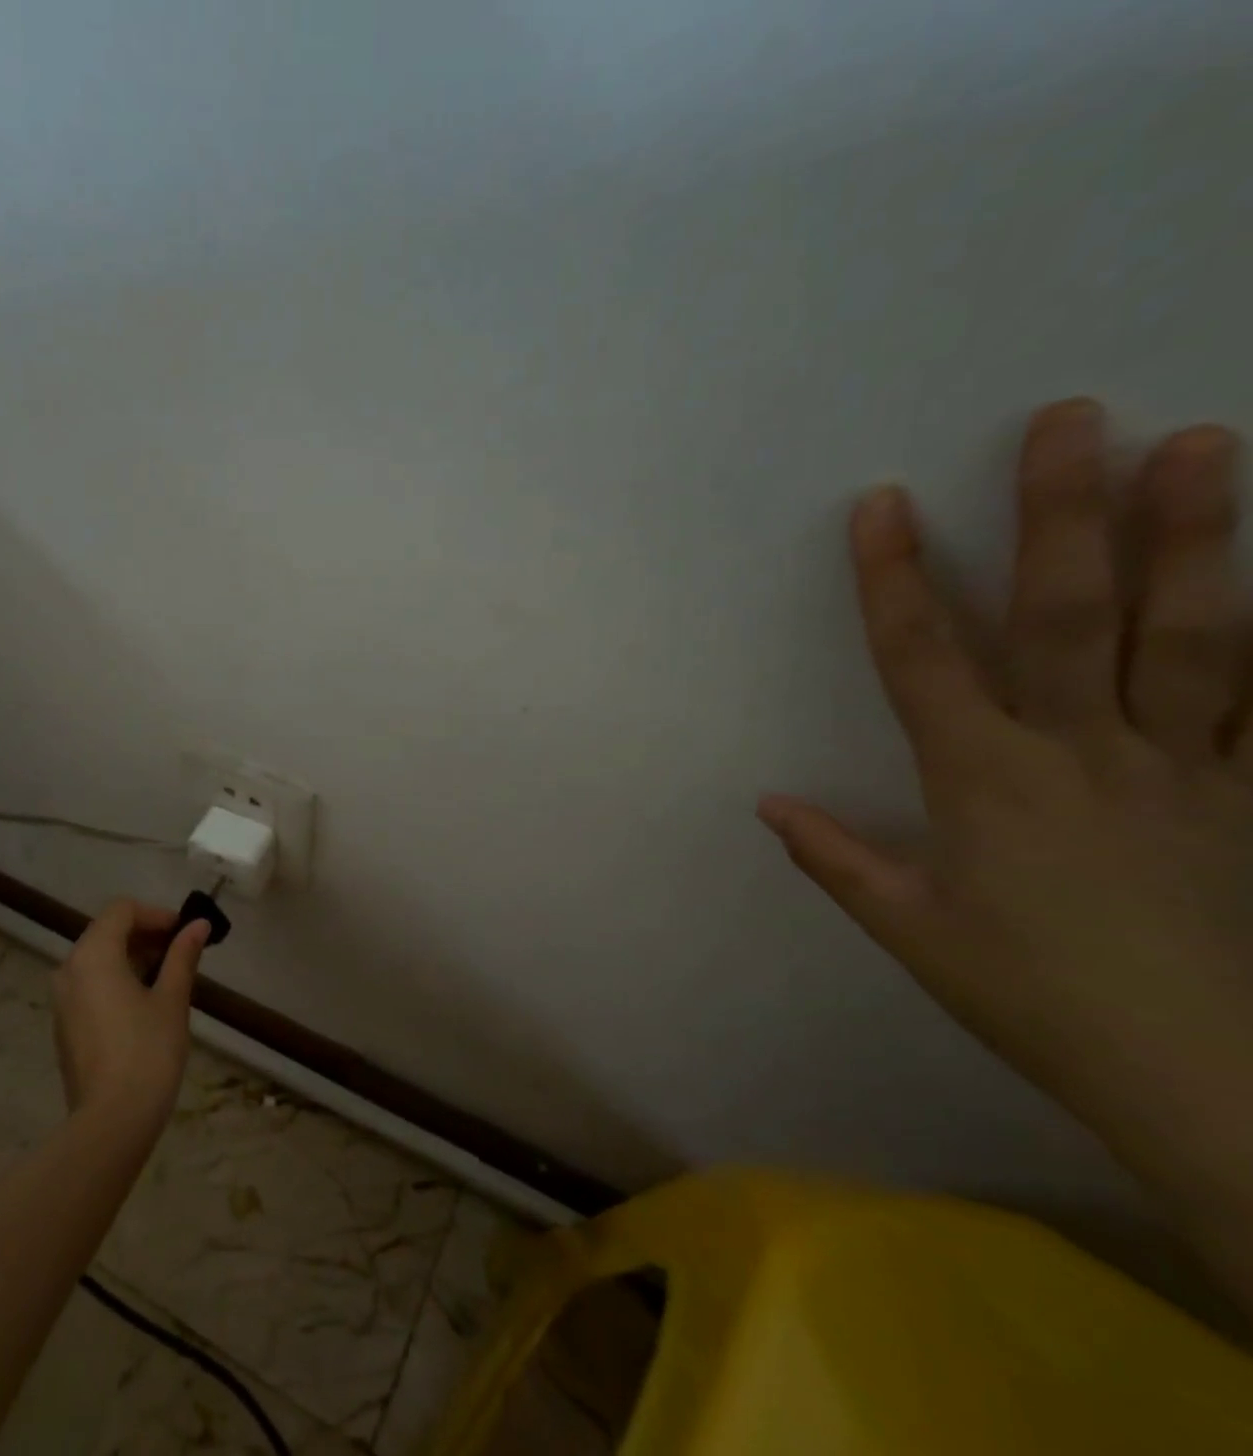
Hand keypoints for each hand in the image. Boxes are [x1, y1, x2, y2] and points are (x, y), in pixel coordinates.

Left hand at [52, 899, 207, 1135]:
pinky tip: (144, 1004)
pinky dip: (116, 980)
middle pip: (107, 931)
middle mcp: (69, 969)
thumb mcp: (172, 999)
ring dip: (132, 957)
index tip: (184, 933)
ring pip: (97, 959)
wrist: (111, 1122)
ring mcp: (62, 999)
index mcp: (93, 955)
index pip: (121, 910)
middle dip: (145, 935)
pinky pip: (90, 984)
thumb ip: (182, 956)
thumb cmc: (147, 1052)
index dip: (155, 914)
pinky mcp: (64, 1024)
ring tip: (168, 978)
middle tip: (181, 953)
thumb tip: (198, 925)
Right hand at [761, 400, 1252, 1305]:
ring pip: (1190, 634)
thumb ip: (836, 857)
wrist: (1206, 1079)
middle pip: (1066, 617)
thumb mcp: (907, 928)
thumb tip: (768, 804)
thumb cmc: (1027, 993)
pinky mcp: (1251, 796)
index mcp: (984, 780)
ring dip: (1194, 537)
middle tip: (1072, 420)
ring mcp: (1182, 767)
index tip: (882, 505)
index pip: (921, 659)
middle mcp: (1081, 752)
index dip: (895, 580)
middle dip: (1060, 516)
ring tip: (1205, 444)